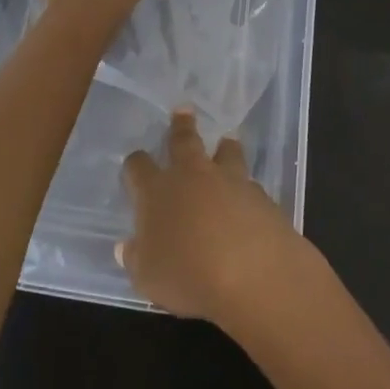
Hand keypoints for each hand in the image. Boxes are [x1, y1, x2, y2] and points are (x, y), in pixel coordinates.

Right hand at [118, 110, 305, 321]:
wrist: (254, 275)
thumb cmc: (188, 275)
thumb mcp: (147, 277)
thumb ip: (136, 258)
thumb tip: (127, 246)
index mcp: (157, 191)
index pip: (138, 167)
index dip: (135, 164)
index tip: (134, 163)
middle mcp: (192, 176)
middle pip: (184, 141)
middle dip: (181, 126)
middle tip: (183, 111)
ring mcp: (231, 182)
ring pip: (227, 153)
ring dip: (224, 148)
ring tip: (227, 141)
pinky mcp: (262, 197)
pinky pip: (251, 185)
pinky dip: (247, 187)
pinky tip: (249, 198)